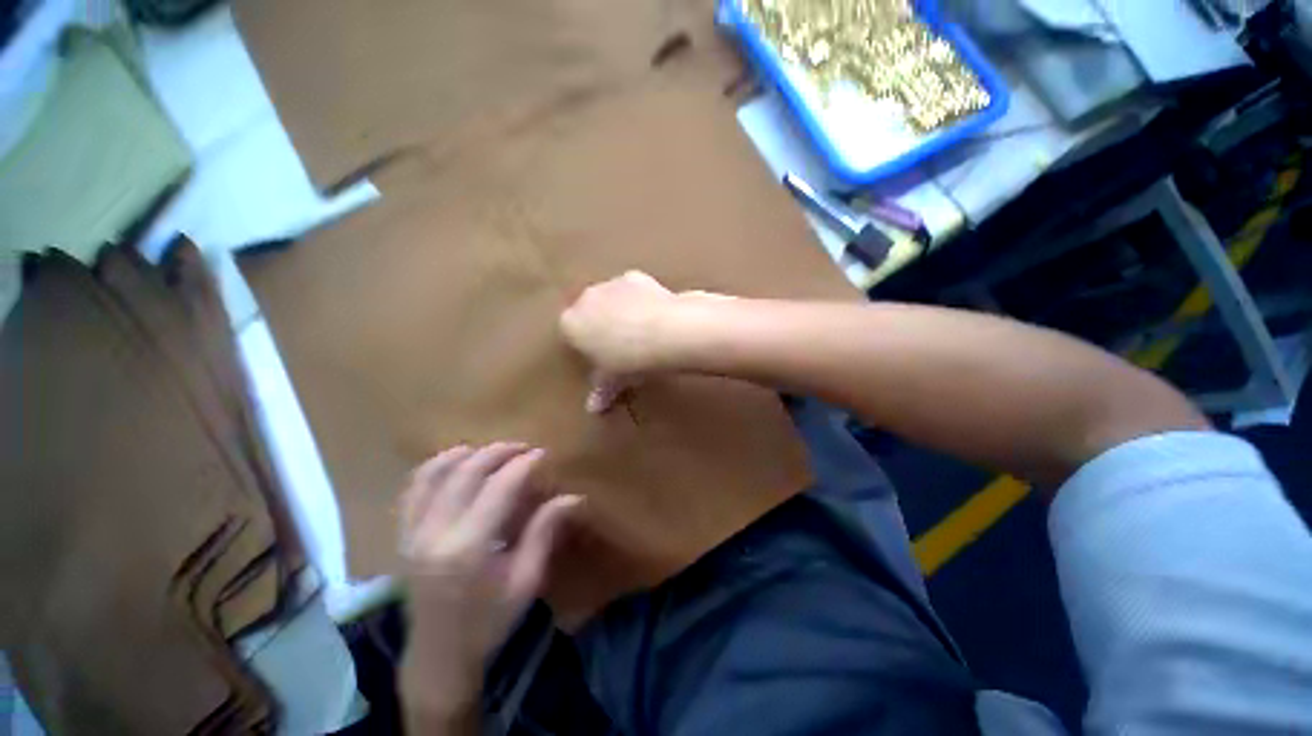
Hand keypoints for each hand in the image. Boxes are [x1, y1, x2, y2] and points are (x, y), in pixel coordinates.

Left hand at [398, 443, 580, 717]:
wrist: (439, 657)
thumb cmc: (489, 621)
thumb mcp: (526, 580)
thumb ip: (545, 532)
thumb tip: (573, 497)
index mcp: (469, 548)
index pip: (499, 488)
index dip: (523, 464)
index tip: (542, 453)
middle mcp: (435, 534)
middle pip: (467, 473)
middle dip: (499, 452)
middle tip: (523, 447)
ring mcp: (412, 534)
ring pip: (435, 474)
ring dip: (466, 453)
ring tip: (492, 450)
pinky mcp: (402, 536)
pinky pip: (413, 489)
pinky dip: (435, 467)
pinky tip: (455, 461)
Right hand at [560, 271, 728, 412]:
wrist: (665, 333)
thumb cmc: (631, 361)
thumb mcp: (615, 380)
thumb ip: (602, 390)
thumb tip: (594, 409)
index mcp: (572, 324)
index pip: (571, 333)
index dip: (586, 345)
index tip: (602, 356)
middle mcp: (585, 299)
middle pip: (588, 311)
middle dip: (600, 324)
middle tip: (621, 344)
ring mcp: (609, 284)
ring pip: (609, 297)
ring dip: (619, 309)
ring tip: (641, 329)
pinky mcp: (633, 276)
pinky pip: (631, 288)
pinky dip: (638, 297)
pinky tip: (654, 313)